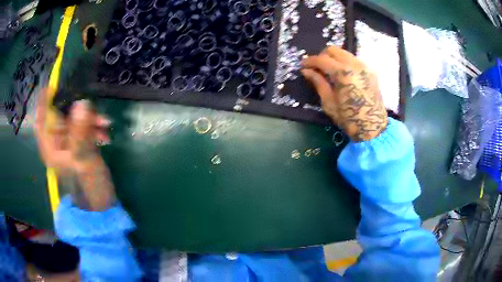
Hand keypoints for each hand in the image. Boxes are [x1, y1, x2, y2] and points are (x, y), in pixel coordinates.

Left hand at [34, 89, 115, 210]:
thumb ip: (81, 132)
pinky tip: (105, 135)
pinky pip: (84, 128)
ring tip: (105, 124)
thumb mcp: (84, 159)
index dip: (45, 102)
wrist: (101, 204)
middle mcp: (56, 143)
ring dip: (90, 119)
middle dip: (77, 109)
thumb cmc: (88, 186)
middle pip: (60, 116)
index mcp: (50, 147)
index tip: (55, 87)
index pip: (42, 119)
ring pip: (74, 121)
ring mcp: (68, 144)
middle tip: (92, 107)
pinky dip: (94, 128)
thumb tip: (81, 103)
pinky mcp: (78, 145)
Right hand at [301, 46, 387, 141]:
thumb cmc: (349, 119)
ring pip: (345, 53)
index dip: (310, 61)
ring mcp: (365, 67)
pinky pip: (354, 60)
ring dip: (334, 58)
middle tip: (316, 67)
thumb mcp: (329, 103)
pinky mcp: (371, 72)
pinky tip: (342, 74)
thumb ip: (318, 83)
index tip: (303, 65)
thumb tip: (306, 71)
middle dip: (322, 56)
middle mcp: (355, 65)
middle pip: (334, 50)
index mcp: (344, 74)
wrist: (373, 128)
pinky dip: (344, 63)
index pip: (322, 59)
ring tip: (329, 70)